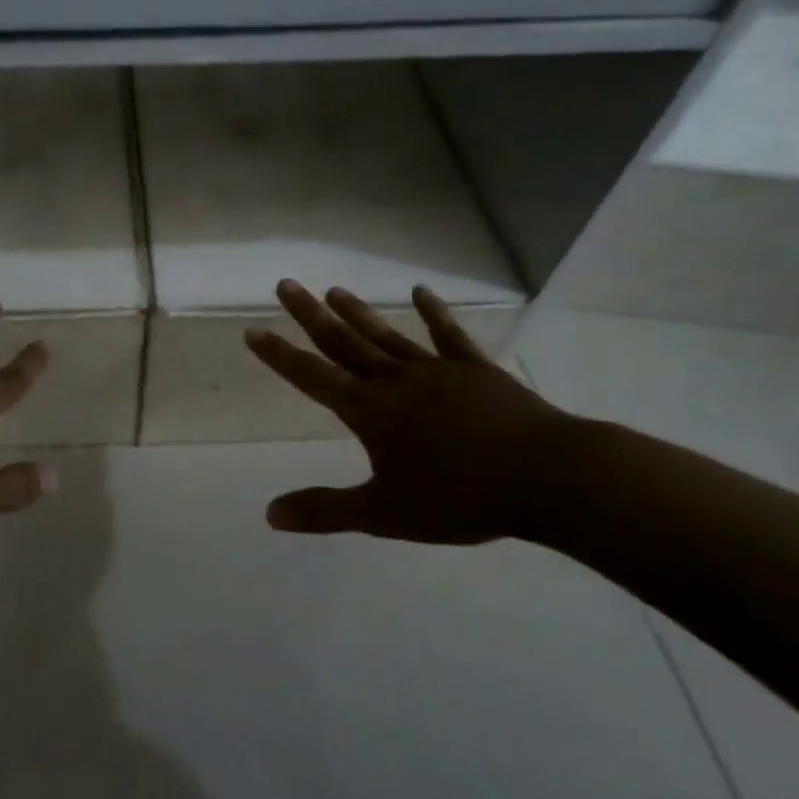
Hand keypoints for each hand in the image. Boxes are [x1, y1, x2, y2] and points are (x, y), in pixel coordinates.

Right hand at [243, 280, 570, 543]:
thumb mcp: (384, 513)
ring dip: (358, 312)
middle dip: (310, 316)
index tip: (253, 330)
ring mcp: (437, 371)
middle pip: (344, 343)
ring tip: (334, 289)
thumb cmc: (459, 498)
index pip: (313, 378)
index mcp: (370, 412)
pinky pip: (449, 336)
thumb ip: (325, 510)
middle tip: (286, 285)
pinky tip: (422, 292)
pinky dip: (435, 313)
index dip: (280, 356)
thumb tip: (270, 514)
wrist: (545, 478)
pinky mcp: (476, 371)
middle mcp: (396, 382)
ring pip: (387, 335)